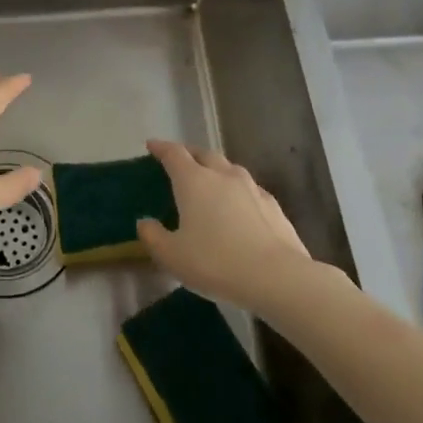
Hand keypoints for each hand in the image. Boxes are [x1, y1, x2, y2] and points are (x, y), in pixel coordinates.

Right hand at [138, 140, 317, 311]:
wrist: (277, 277)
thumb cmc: (216, 262)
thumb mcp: (172, 256)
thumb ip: (153, 236)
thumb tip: (145, 222)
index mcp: (194, 181)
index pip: (174, 154)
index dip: (161, 148)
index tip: (152, 146)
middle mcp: (223, 175)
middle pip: (204, 154)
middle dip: (189, 154)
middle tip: (179, 161)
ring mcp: (251, 188)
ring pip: (229, 168)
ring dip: (215, 169)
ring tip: (209, 181)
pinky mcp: (273, 205)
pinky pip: (249, 189)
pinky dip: (237, 191)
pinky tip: (238, 206)